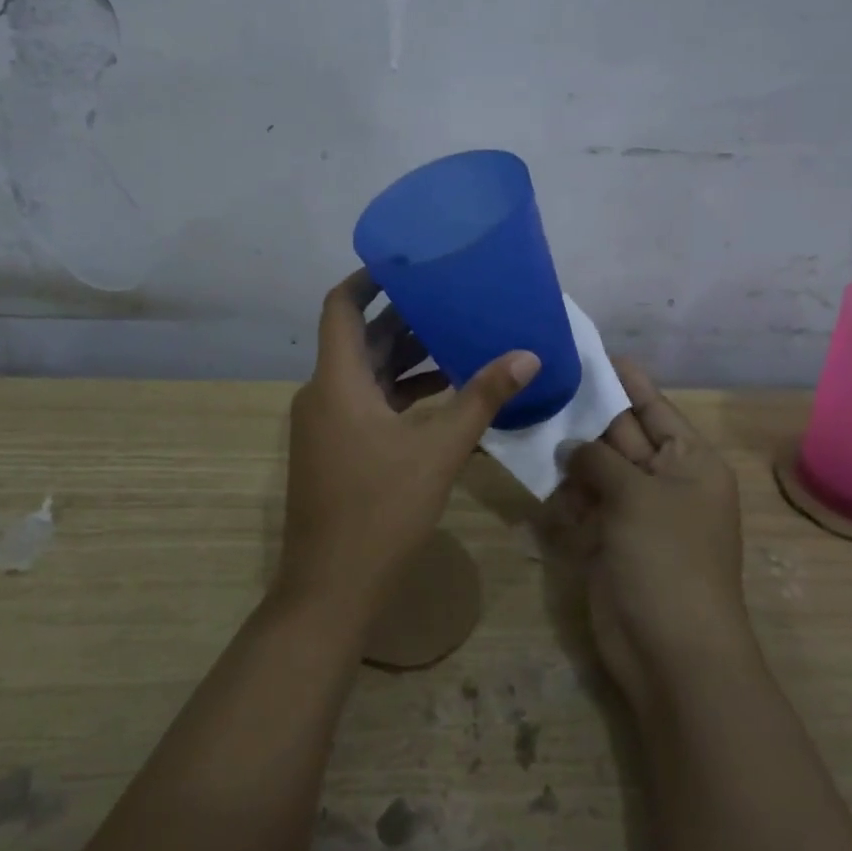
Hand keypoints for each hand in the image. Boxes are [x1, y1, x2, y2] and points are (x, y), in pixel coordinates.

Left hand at [275, 270, 540, 632]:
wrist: (331, 588)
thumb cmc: (380, 510)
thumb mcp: (439, 450)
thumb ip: (483, 399)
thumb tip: (528, 356)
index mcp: (337, 381)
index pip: (341, 307)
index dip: (369, 279)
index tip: (407, 262)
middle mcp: (323, 393)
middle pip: (360, 339)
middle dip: (402, 317)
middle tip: (450, 297)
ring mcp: (326, 424)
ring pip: (366, 373)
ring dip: (405, 357)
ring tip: (456, 338)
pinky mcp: (336, 449)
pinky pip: (367, 403)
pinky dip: (400, 392)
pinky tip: (443, 393)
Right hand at [547, 359, 752, 720]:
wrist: (671, 652)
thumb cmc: (667, 559)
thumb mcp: (637, 495)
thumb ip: (600, 459)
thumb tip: (570, 445)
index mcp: (689, 462)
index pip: (654, 407)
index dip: (625, 380)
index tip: (592, 351)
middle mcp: (664, 482)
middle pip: (622, 435)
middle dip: (587, 413)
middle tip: (546, 378)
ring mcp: (636, 513)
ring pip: (597, 469)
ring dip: (569, 453)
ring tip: (530, 417)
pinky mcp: (610, 541)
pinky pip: (585, 503)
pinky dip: (565, 492)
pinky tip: (537, 474)